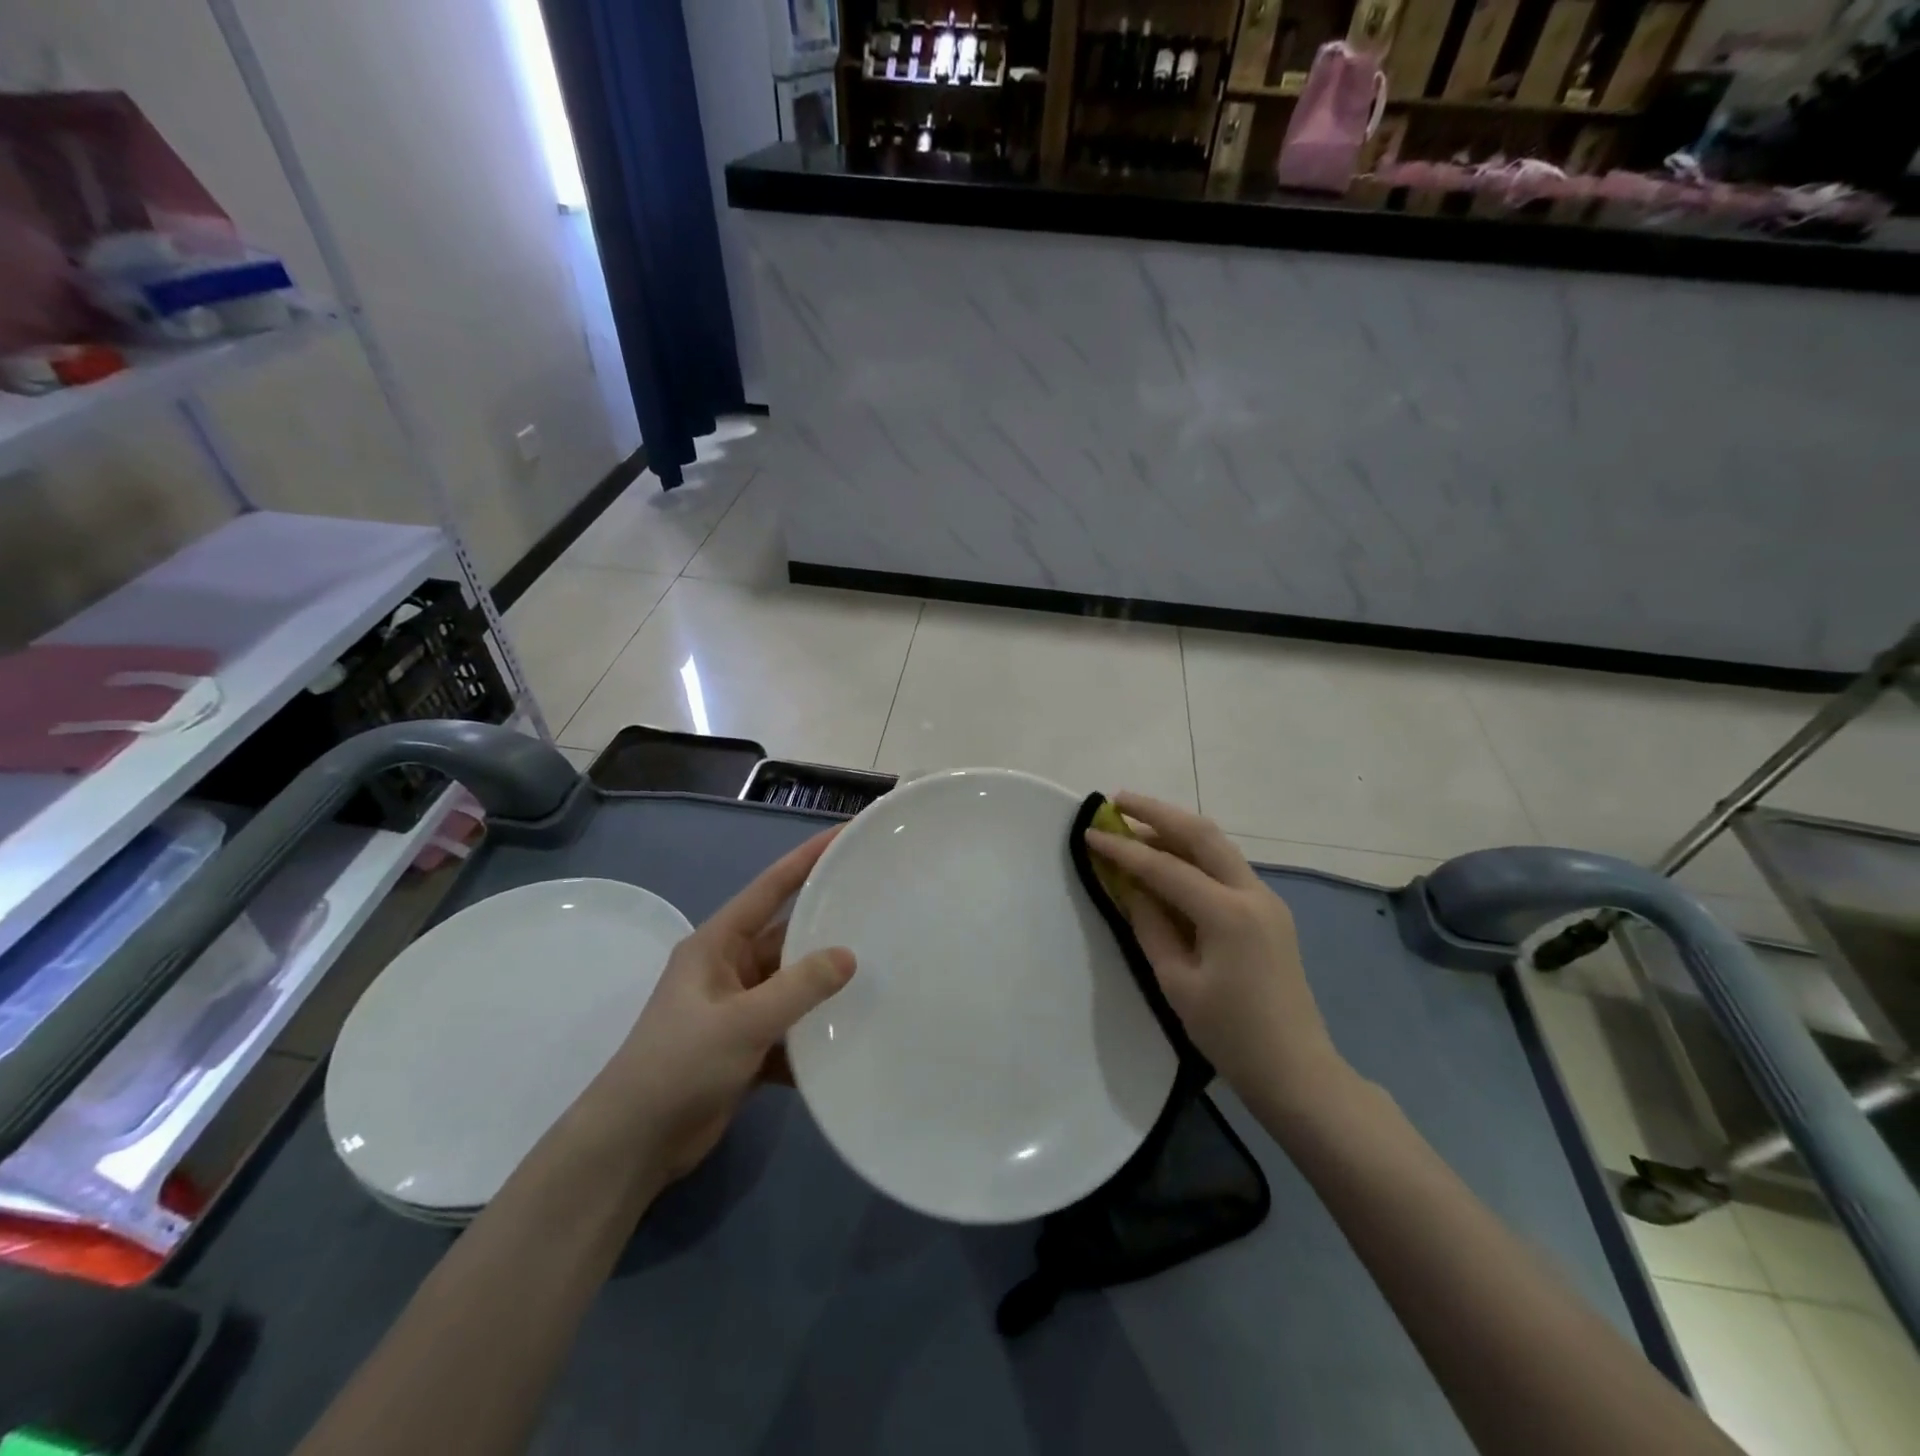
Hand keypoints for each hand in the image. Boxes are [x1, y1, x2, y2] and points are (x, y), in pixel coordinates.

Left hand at [593, 829, 854, 1184]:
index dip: (807, 859)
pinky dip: (815, 1033)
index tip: (844, 835)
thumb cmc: (679, 1066)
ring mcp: (738, 1009)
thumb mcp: (741, 1022)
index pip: (770, 888)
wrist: (633, 1146)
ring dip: (826, 985)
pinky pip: (791, 1028)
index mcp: (717, 945)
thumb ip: (798, 987)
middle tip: (879, 908)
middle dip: (828, 925)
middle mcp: (729, 968)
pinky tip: (853, 1034)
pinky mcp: (746, 1047)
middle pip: (787, 937)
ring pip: (793, 985)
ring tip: (881, 971)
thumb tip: (848, 956)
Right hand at [1085, 793, 1345, 1111]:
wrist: (1297, 1070)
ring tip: (1136, 824)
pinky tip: (1169, 859)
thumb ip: (1151, 926)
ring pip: (1218, 846)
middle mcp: (1253, 893)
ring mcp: (1267, 899)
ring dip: (1177, 829)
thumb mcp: (1178, 982)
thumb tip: (1130, 886)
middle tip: (1118, 801)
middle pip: (1201, 834)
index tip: (1090, 832)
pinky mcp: (1269, 911)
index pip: (1165, 868)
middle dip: (1157, 812)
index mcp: (1228, 914)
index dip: (1123, 849)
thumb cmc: (1231, 1035)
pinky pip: (1226, 868)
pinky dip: (1195, 854)